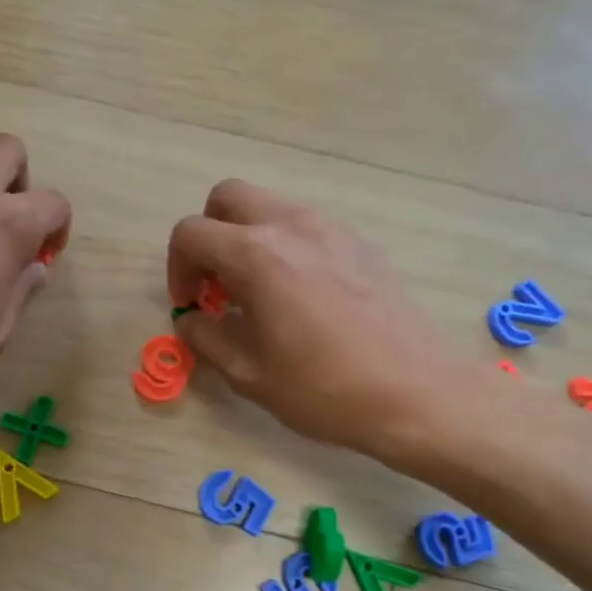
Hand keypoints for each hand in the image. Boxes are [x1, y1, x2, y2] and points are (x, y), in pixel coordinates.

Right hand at [167, 181, 472, 461]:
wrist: (415, 393)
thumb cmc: (323, 389)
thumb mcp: (248, 374)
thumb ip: (205, 337)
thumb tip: (191, 319)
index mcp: (257, 256)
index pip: (191, 233)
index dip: (176, 267)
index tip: (190, 304)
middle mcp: (292, 227)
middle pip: (228, 197)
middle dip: (209, 235)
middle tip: (216, 284)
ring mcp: (332, 230)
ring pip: (270, 208)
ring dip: (247, 239)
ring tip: (258, 294)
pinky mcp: (361, 244)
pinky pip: (307, 228)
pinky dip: (285, 247)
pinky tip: (300, 297)